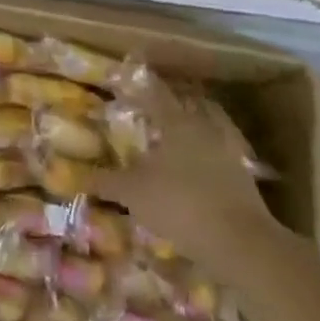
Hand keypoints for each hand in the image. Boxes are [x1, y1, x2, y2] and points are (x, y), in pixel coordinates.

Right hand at [87, 74, 279, 279]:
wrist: (241, 243)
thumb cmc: (179, 204)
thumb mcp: (132, 193)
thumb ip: (105, 181)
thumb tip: (76, 175)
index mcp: (177, 122)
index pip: (155, 93)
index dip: (139, 84)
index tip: (126, 77)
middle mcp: (205, 128)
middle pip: (185, 107)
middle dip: (167, 107)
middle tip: (149, 111)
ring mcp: (228, 152)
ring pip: (205, 130)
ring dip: (188, 132)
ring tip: (169, 143)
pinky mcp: (243, 178)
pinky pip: (218, 156)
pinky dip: (204, 159)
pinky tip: (191, 173)